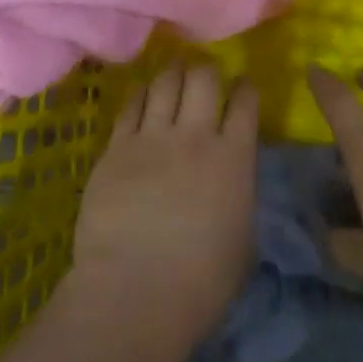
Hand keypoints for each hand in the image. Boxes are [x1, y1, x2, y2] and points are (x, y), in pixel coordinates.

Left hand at [70, 59, 258, 361]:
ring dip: (173, 73)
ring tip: (173, 73)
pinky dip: (140, 93)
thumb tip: (233, 180)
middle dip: (207, 69)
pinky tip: (142, 94)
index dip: (246, 88)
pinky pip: (130, 104)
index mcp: (234, 159)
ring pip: (164, 82)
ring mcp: (151, 138)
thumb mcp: (243, 239)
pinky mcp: (116, 147)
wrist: (135, 292)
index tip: (243, 86)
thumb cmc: (202, 282)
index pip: (246, 103)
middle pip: (203, 78)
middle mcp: (195, 136)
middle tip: (205, 75)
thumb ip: (239, 195)